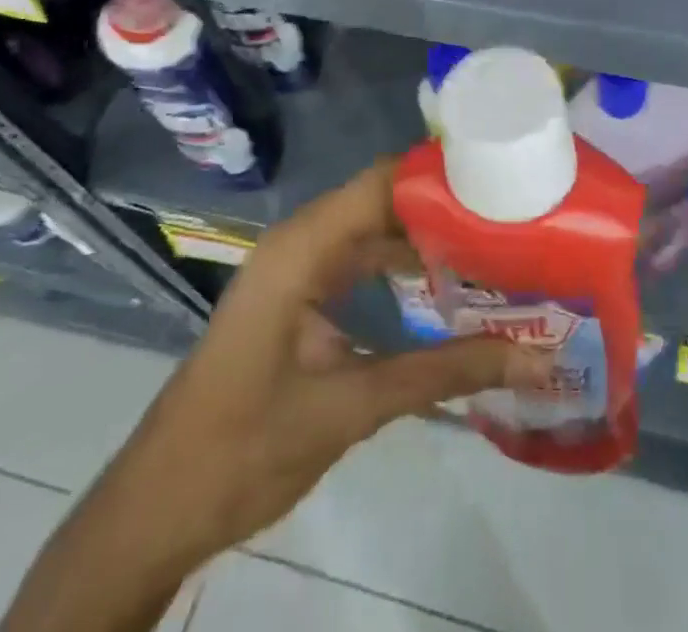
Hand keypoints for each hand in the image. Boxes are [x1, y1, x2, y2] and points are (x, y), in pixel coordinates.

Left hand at [148, 160, 554, 550]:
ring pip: (374, 230)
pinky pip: (359, 261)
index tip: (505, 183)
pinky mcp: (299, 297)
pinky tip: (447, 287)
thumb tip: (532, 360)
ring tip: (496, 246)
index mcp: (302, 248)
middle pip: (384, 201)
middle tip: (514, 220)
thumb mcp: (351, 409)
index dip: (442, 176)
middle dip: (446, 207)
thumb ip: (442, 374)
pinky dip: (402, 267)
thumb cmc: (242, 450)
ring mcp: (297, 269)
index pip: (384, 181)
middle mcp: (301, 242)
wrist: (156, 511)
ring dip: (427, 238)